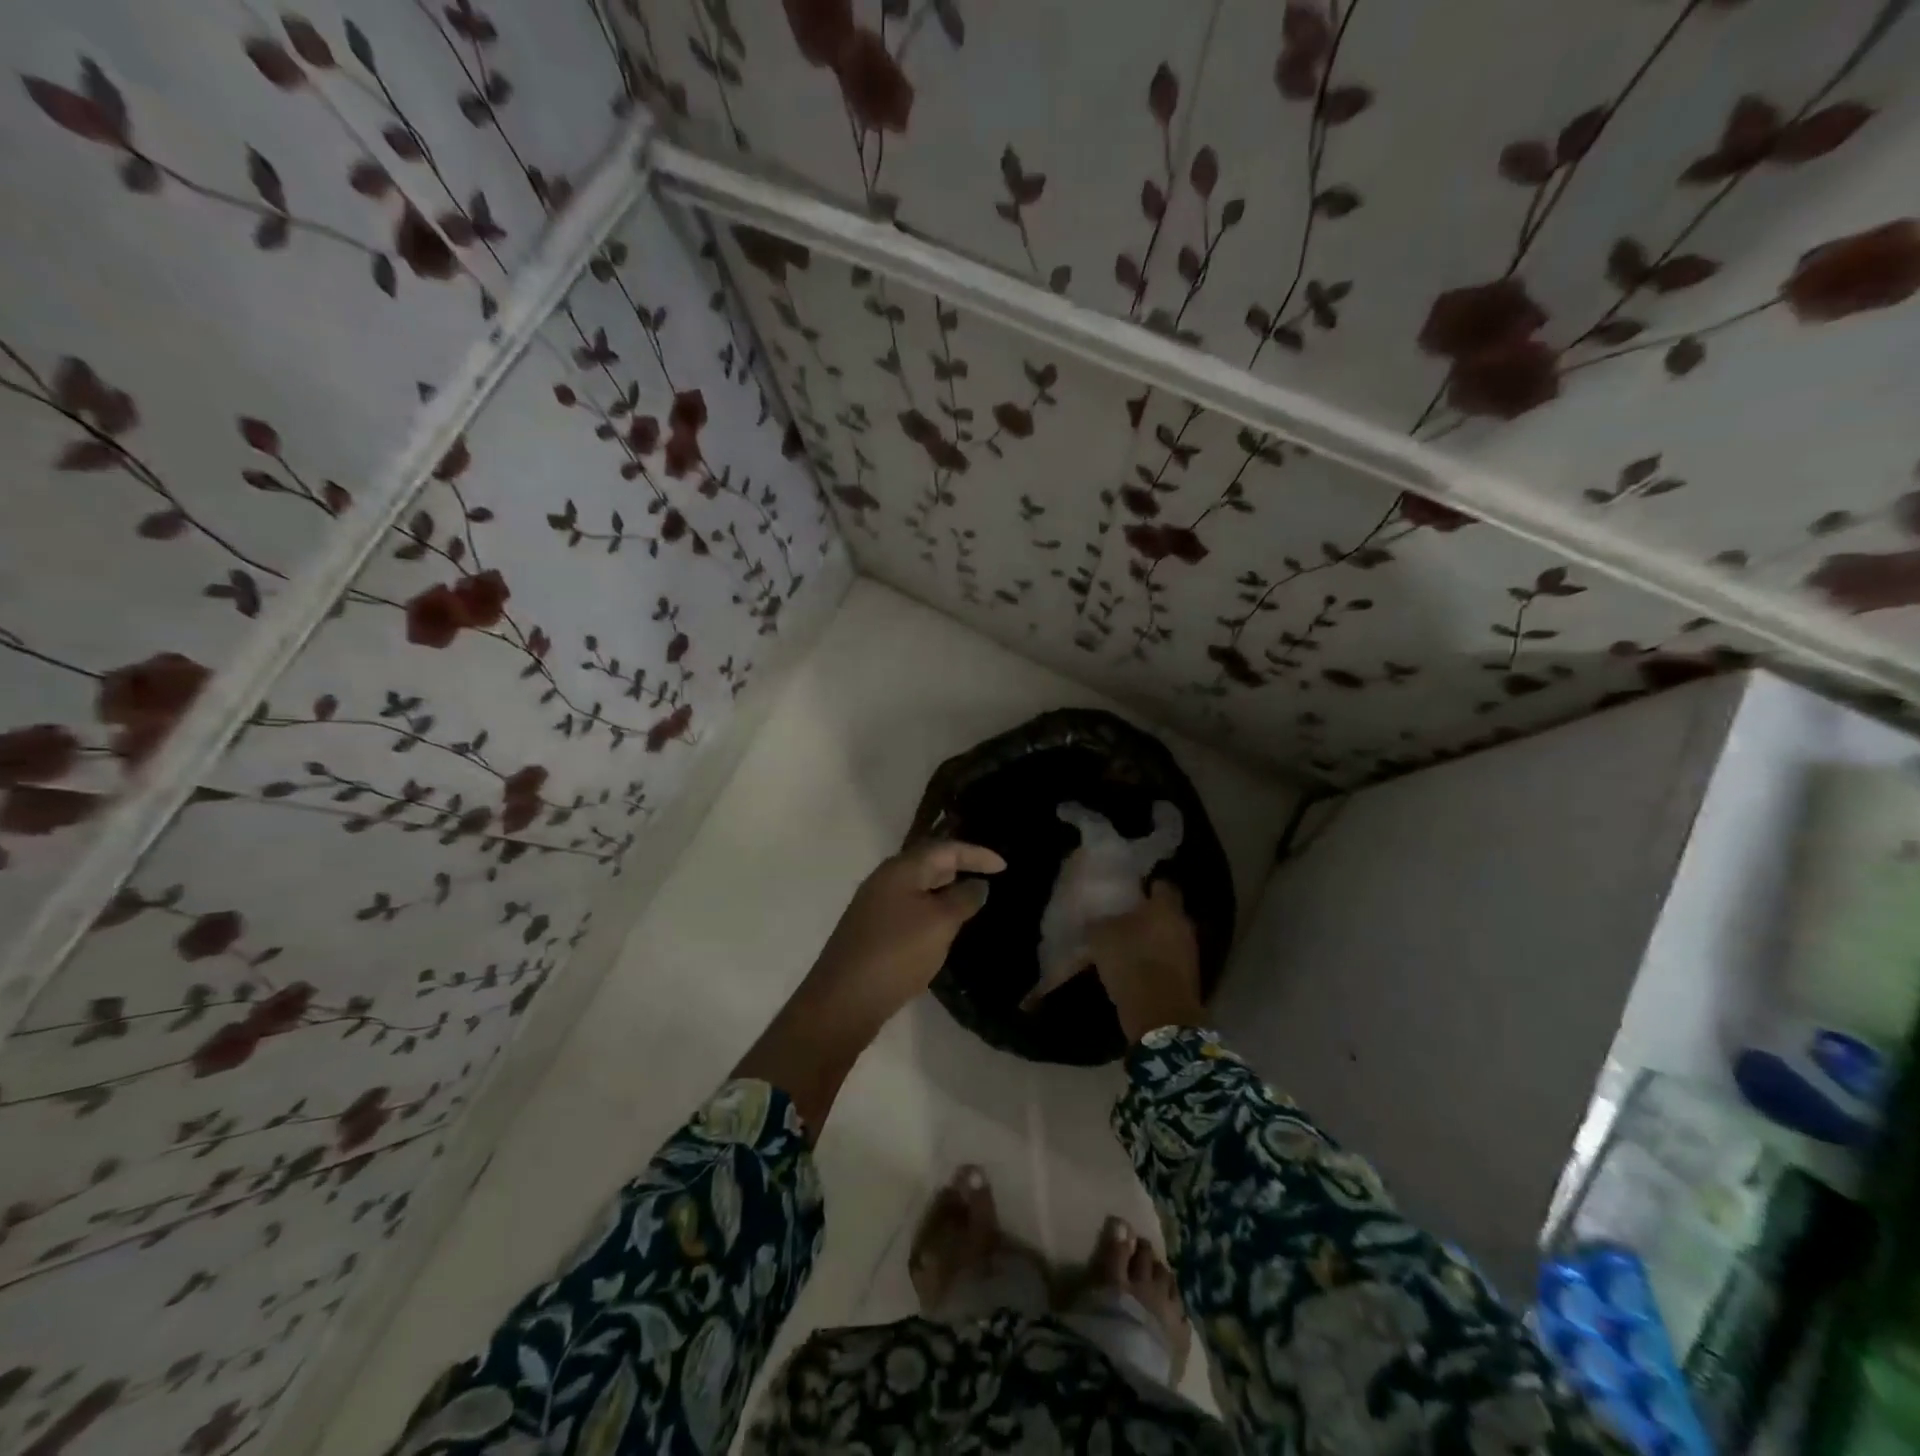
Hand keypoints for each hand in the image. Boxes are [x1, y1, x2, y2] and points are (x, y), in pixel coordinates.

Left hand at [807, 839, 1006, 1036]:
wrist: (843, 1000)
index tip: (1004, 866)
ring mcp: (875, 906)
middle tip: (989, 876)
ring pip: (918, 887)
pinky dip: (932, 909)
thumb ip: (963, 899)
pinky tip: (942, 927)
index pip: (945, 848)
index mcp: (901, 869)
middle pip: (928, 862)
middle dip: (959, 866)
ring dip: (945, 889)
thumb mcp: (940, 923)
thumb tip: (977, 884)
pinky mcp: (872, 931)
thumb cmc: (896, 953)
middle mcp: (885, 880)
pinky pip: (910, 908)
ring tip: (972, 899)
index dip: (976, 854)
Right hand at [1078, 880, 1206, 1043]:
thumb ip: (1100, 922)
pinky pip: (1170, 962)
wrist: (1159, 1015)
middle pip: (1167, 913)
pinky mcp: (1189, 979)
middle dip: (1150, 916)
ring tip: (1128, 947)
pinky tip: (1137, 969)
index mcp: (1165, 907)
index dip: (1148, 886)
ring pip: (1169, 938)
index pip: (1162, 885)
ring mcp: (1190, 953)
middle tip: (1126, 919)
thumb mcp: (1101, 936)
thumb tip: (1098, 919)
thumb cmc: (1130, 962)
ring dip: (1153, 941)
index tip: (1132, 890)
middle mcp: (1183, 925)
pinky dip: (1157, 963)